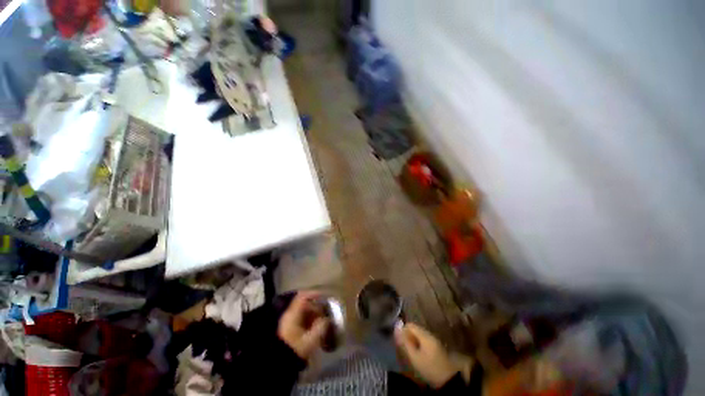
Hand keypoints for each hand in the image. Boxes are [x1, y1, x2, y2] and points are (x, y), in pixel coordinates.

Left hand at [278, 291, 329, 359]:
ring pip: (302, 313)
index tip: (324, 296)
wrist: (278, 364)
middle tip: (325, 314)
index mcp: (293, 314)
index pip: (303, 297)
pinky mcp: (288, 330)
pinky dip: (308, 321)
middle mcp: (290, 315)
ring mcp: (288, 322)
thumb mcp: (311, 339)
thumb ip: (321, 327)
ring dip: (313, 315)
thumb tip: (327, 319)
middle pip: (304, 304)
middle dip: (316, 307)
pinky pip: (300, 320)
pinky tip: (315, 329)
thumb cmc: (295, 348)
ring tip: (322, 323)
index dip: (314, 294)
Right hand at [395, 323, 457, 387]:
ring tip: (409, 353)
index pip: (410, 325)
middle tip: (404, 349)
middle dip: (408, 336)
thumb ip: (405, 342)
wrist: (449, 381)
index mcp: (425, 335)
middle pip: (415, 329)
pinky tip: (418, 355)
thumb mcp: (414, 357)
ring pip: (419, 335)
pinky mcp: (436, 347)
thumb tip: (396, 328)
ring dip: (413, 341)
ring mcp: (434, 341)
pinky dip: (419, 345)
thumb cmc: (430, 368)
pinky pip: (424, 341)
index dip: (403, 331)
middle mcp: (430, 334)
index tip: (400, 342)